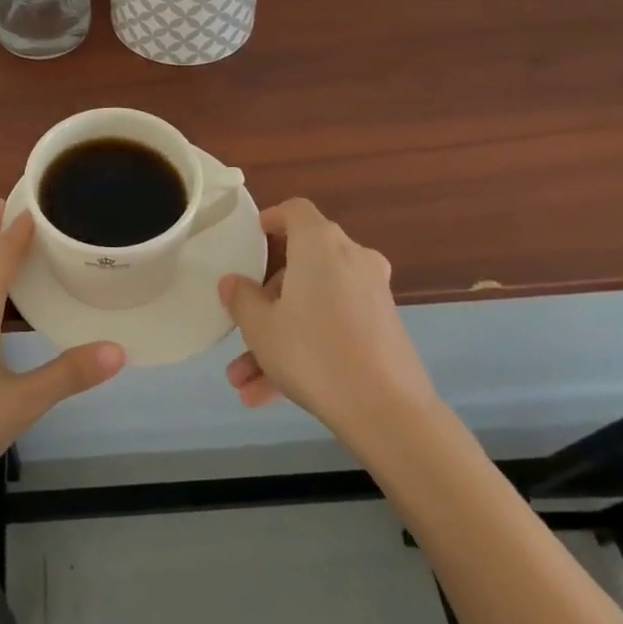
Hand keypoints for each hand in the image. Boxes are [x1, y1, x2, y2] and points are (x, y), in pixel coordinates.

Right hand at [219, 198, 435, 431]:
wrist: (388, 412)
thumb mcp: (261, 326)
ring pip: (314, 306)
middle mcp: (351, 259)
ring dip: (279, 338)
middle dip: (266, 302)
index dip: (271, 219)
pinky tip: (270, 396)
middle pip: (301, 266)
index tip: (251, 239)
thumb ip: (242, 298)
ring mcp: (372, 296)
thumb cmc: (313, 352)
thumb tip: (233, 282)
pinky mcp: (384, 330)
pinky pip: (334, 328)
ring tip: (244, 382)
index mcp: (320, 244)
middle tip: (243, 328)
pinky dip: (306, 351)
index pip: (295, 211)